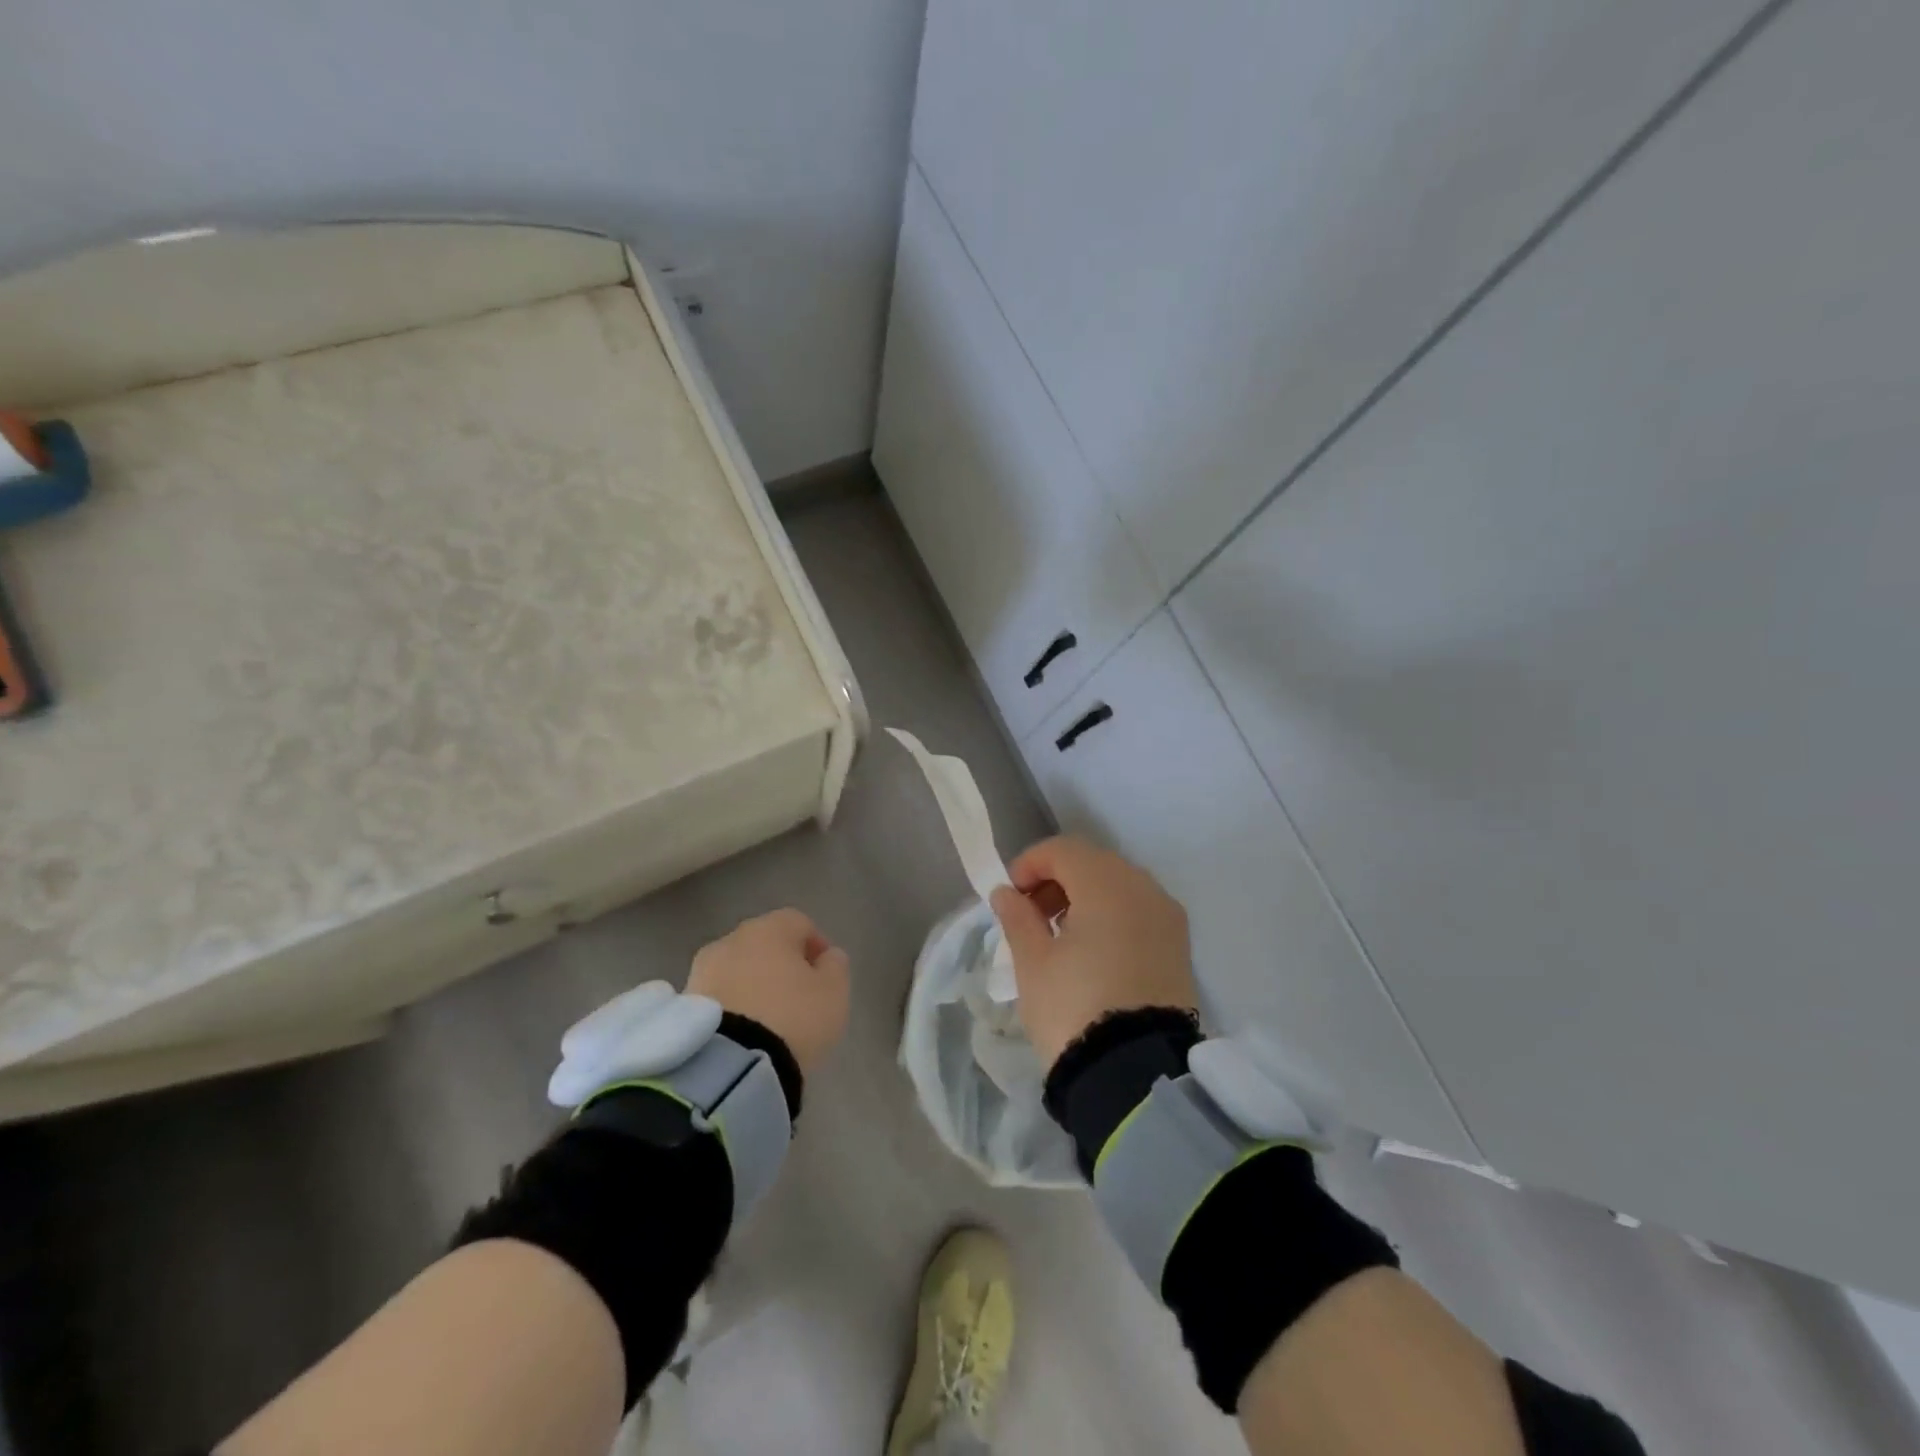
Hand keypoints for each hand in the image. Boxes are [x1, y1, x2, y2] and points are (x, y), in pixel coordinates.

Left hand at [687, 909, 850, 1075]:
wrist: (727, 1066)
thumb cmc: (792, 1018)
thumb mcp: (834, 993)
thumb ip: (836, 966)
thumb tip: (828, 955)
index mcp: (770, 928)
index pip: (799, 922)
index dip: (815, 944)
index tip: (825, 973)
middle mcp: (732, 939)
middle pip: (764, 943)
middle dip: (780, 963)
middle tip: (797, 995)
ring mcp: (702, 969)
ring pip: (737, 968)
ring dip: (752, 984)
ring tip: (768, 1019)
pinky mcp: (684, 1003)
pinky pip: (718, 995)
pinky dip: (732, 1006)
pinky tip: (744, 1032)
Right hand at [989, 836, 1197, 1069]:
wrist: (1136, 1074)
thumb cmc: (1073, 1008)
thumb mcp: (1033, 962)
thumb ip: (1018, 917)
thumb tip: (1006, 892)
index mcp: (1107, 885)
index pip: (1063, 850)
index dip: (1030, 864)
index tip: (1010, 895)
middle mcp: (1144, 888)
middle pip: (1094, 863)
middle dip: (1058, 879)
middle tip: (1031, 915)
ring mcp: (1168, 917)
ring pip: (1119, 885)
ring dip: (1085, 896)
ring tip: (1060, 935)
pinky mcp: (1179, 946)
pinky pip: (1140, 911)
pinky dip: (1112, 915)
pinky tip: (1092, 949)